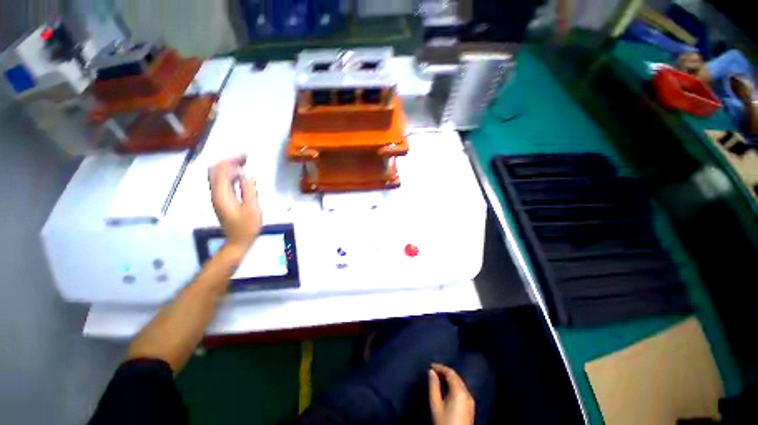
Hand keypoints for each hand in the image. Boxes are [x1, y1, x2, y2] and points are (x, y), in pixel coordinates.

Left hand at [209, 156, 261, 252]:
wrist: (238, 242)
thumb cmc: (247, 227)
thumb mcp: (252, 208)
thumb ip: (249, 190)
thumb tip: (247, 175)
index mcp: (221, 194)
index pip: (221, 170)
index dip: (231, 160)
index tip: (245, 156)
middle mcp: (215, 193)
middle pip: (215, 171)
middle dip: (228, 161)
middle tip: (245, 159)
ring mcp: (217, 197)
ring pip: (218, 176)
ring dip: (229, 167)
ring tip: (244, 164)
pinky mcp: (222, 201)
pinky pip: (222, 183)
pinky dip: (230, 176)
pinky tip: (241, 177)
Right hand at [428, 363, 474, 424]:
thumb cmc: (444, 423)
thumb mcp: (436, 405)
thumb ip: (433, 386)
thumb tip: (431, 372)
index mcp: (459, 391)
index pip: (450, 372)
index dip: (440, 367)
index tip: (430, 366)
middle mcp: (467, 393)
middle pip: (456, 377)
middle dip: (444, 371)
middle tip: (433, 370)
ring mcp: (470, 400)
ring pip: (459, 383)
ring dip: (449, 378)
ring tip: (438, 377)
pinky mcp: (470, 407)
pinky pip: (462, 389)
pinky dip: (454, 385)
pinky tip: (447, 387)